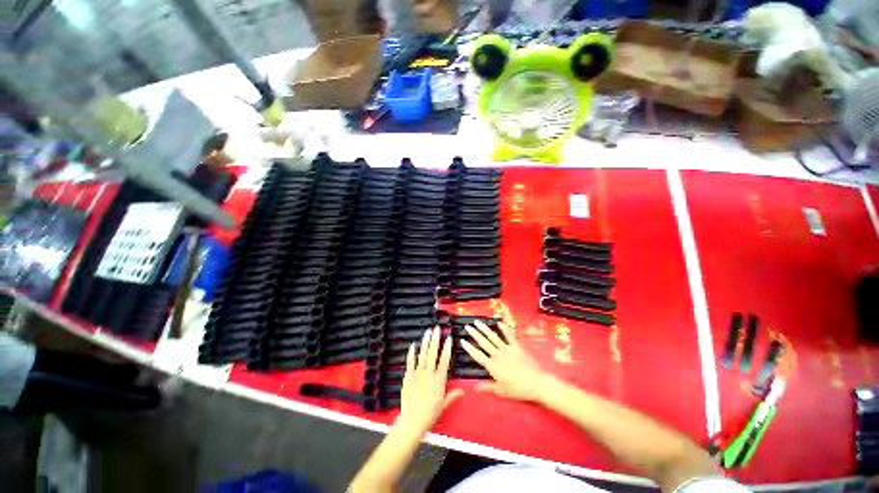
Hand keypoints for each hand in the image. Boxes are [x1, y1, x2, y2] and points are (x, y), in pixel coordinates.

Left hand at [397, 328, 463, 433]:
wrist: (412, 421)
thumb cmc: (429, 415)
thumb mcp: (443, 405)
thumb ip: (452, 396)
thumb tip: (462, 391)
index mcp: (439, 379)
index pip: (445, 360)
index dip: (447, 348)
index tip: (449, 338)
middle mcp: (429, 373)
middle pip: (433, 352)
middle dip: (436, 339)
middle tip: (437, 328)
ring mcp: (418, 373)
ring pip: (422, 354)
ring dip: (425, 342)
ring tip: (428, 332)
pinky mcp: (408, 376)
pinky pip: (410, 362)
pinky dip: (412, 353)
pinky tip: (413, 345)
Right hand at [461, 320, 552, 401]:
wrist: (536, 383)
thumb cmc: (517, 389)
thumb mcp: (500, 391)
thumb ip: (487, 387)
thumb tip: (473, 387)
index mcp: (492, 366)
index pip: (478, 355)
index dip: (469, 348)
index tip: (462, 340)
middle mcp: (498, 355)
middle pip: (484, 343)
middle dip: (475, 334)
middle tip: (467, 326)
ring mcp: (507, 349)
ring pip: (493, 337)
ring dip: (485, 329)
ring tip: (478, 322)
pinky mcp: (517, 347)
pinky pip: (509, 336)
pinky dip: (504, 329)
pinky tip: (499, 322)